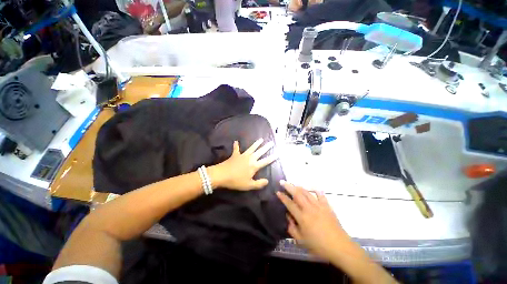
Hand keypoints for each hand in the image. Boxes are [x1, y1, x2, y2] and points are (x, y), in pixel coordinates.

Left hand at [210, 139, 277, 190]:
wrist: (222, 175)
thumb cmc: (236, 181)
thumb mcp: (249, 185)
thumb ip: (259, 184)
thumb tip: (267, 181)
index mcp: (254, 166)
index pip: (266, 161)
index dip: (272, 157)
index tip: (278, 153)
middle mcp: (250, 159)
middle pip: (260, 152)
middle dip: (266, 147)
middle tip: (271, 142)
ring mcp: (242, 155)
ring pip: (251, 148)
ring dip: (256, 143)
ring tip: (261, 139)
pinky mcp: (235, 155)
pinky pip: (236, 149)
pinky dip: (236, 145)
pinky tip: (236, 141)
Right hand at [276, 182, 349, 260]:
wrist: (340, 247)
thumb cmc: (319, 246)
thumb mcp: (302, 241)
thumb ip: (292, 228)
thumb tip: (288, 217)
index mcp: (302, 218)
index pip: (290, 204)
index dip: (283, 197)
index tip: (277, 192)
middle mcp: (309, 209)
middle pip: (297, 194)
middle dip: (289, 186)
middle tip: (282, 181)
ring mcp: (319, 206)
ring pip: (307, 193)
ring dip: (299, 187)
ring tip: (294, 184)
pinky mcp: (327, 207)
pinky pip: (321, 195)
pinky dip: (316, 190)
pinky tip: (313, 188)